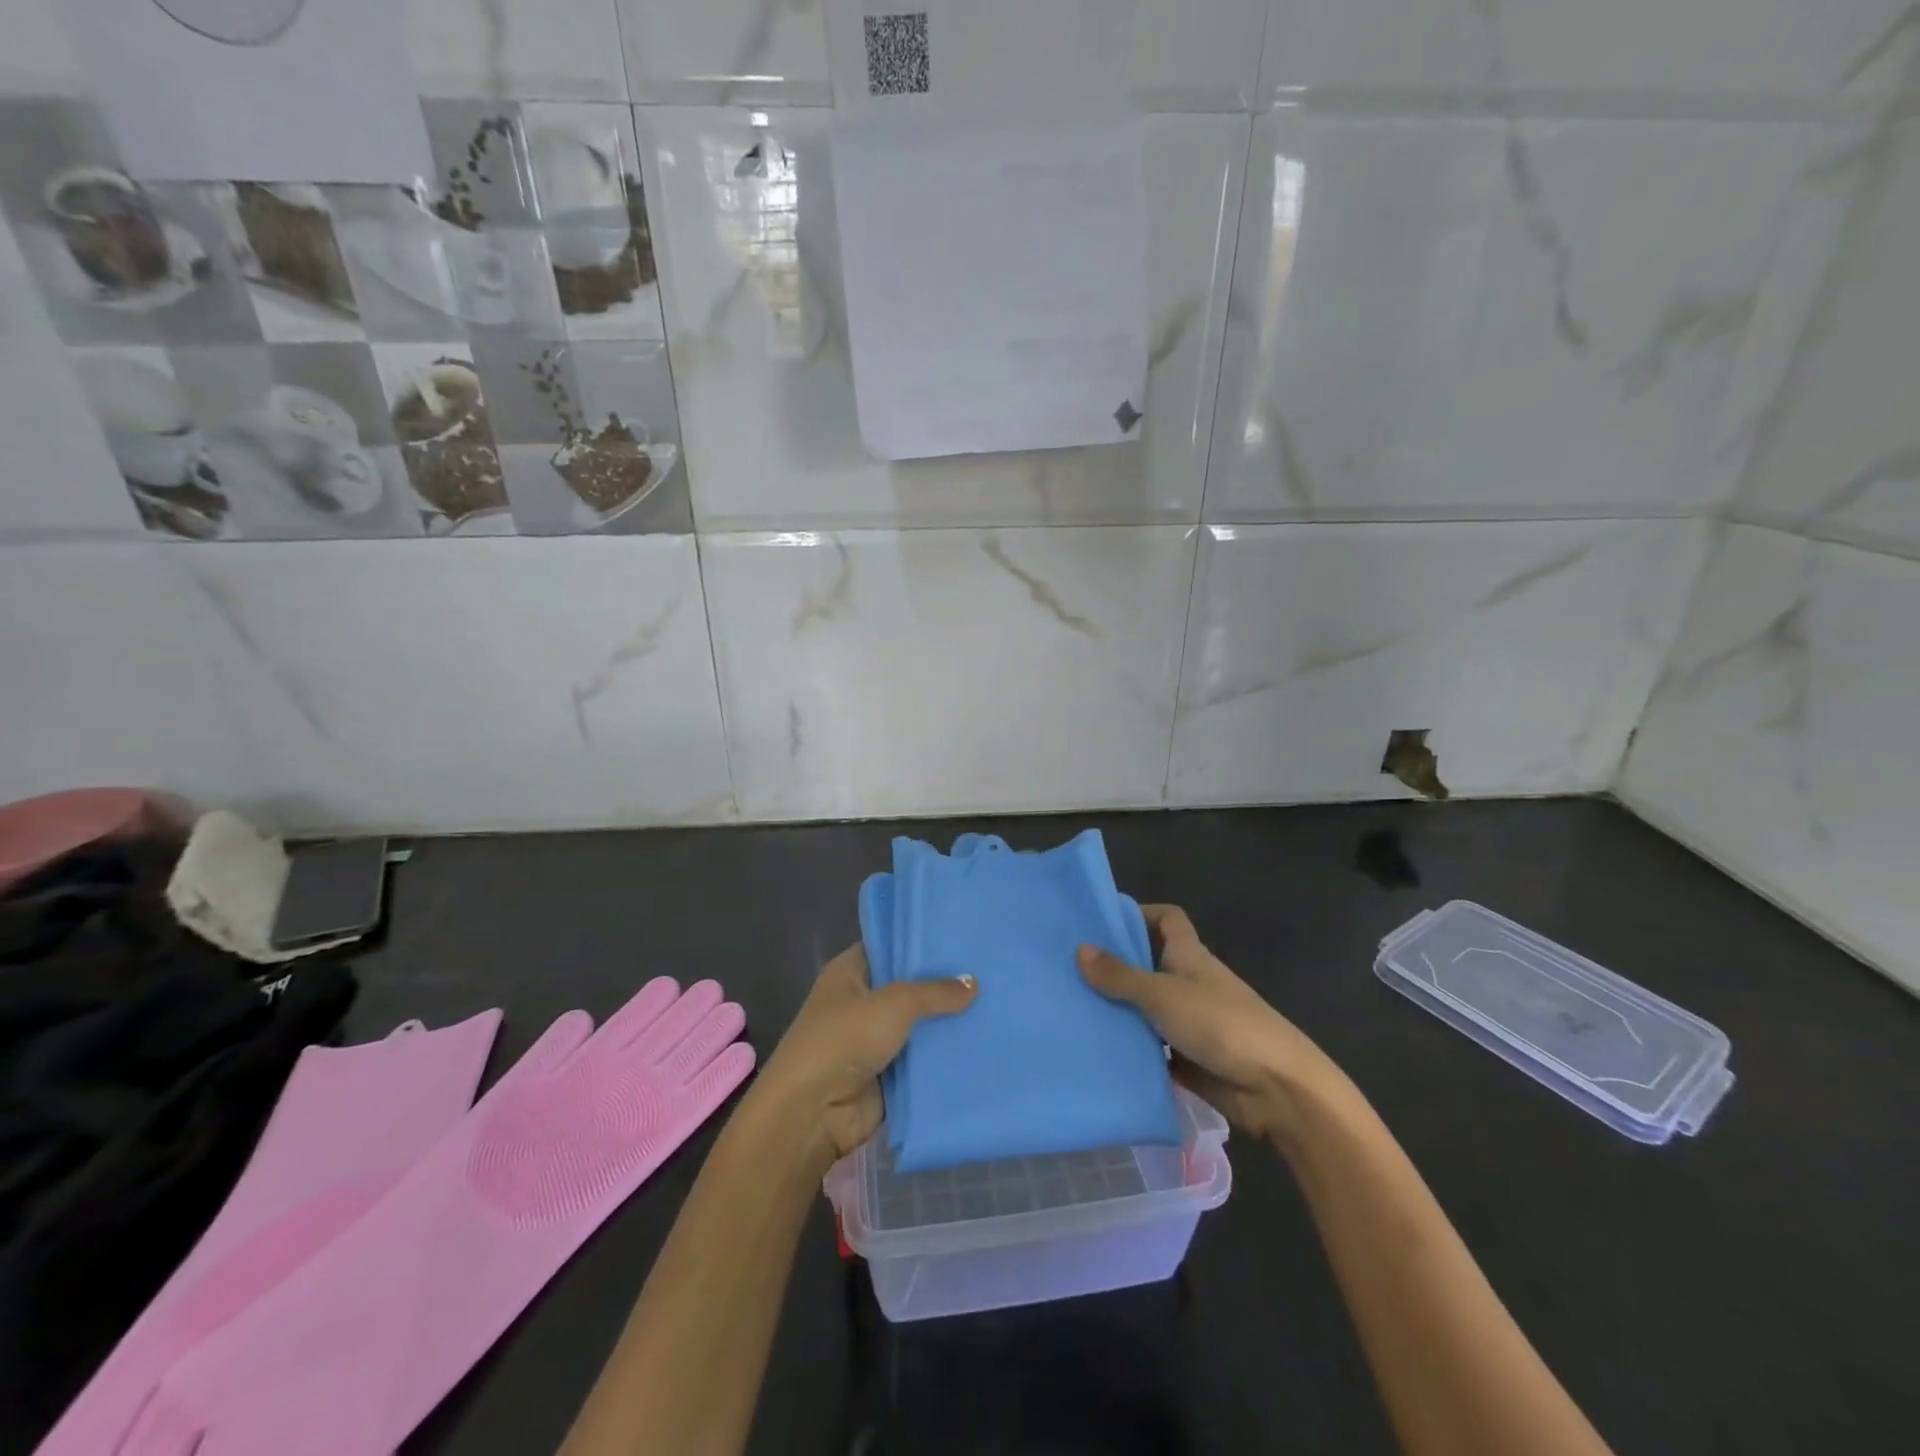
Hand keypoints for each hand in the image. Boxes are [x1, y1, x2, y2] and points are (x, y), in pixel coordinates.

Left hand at [744, 943, 975, 1174]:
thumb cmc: (844, 1040)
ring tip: (997, 1001)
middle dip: (943, 982)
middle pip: (909, 986)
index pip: (889, 946)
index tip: (960, 934)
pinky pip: (922, 1060)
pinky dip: (945, 1055)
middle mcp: (861, 1002)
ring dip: (948, 1021)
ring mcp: (874, 1040)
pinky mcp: (888, 1075)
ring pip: (919, 1025)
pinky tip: (983, 1042)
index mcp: (850, 973)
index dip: (920, 940)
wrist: (813, 1113)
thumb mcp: (894, 1004)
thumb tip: (973, 983)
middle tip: (989, 967)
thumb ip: (935, 992)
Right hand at [1078, 904, 1353, 1148]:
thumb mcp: (1163, 994)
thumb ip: (1121, 976)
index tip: (1102, 921)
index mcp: (1189, 956)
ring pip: (1146, 1011)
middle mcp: (1189, 984)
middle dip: (1114, 967)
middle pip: (1149, 965)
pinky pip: (1152, 1051)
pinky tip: (1096, 1054)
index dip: (1140, 913)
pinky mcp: (1189, 1061)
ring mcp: (1190, 1024)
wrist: (1278, 1089)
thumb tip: (1079, 949)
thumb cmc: (1222, 1024)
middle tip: (1067, 970)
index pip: (1167, 919)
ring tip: (1071, 1012)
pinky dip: (1131, 1052)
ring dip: (1118, 1013)